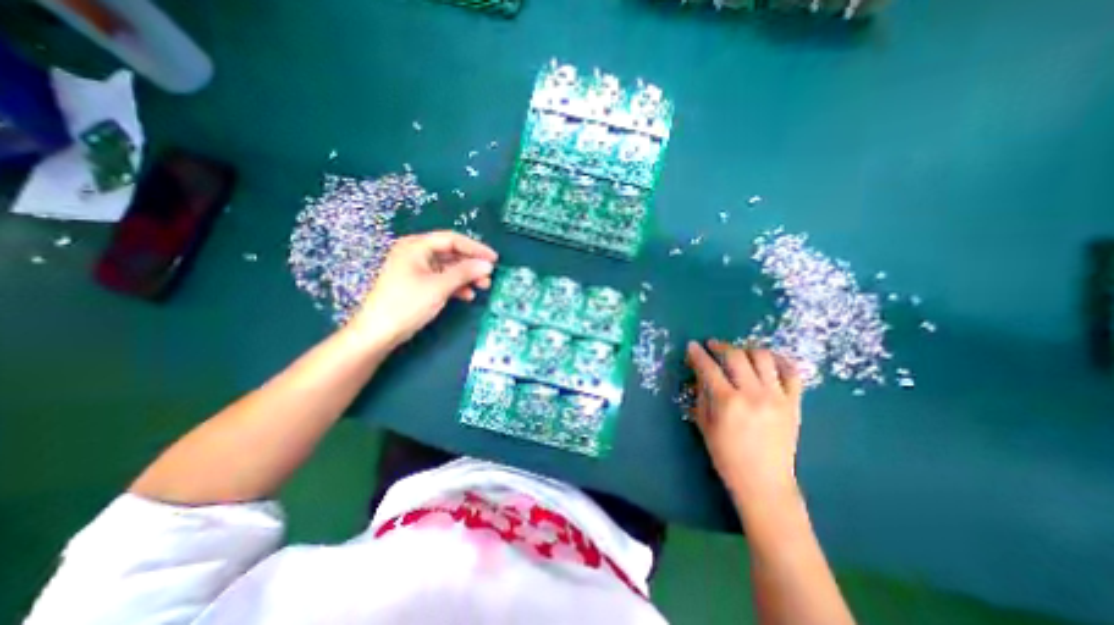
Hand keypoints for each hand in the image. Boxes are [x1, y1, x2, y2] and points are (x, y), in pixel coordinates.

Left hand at [349, 233, 497, 349]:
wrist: (378, 333)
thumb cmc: (407, 304)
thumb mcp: (439, 286)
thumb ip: (465, 272)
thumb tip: (488, 265)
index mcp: (416, 246)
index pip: (452, 240)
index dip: (475, 248)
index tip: (494, 259)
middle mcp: (416, 253)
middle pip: (451, 253)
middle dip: (471, 264)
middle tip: (489, 276)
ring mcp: (416, 268)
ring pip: (448, 267)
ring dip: (466, 276)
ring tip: (482, 287)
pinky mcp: (418, 283)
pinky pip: (442, 278)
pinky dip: (456, 285)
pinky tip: (467, 295)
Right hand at [685, 342, 805, 508]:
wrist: (764, 482)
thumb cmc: (727, 456)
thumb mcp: (704, 424)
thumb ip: (702, 394)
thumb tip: (700, 372)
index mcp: (727, 402)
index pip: (709, 368)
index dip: (697, 354)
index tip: (692, 346)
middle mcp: (753, 394)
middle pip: (735, 356)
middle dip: (720, 346)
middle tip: (712, 346)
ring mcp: (777, 397)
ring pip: (763, 357)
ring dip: (746, 349)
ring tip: (738, 354)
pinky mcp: (794, 403)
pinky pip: (791, 373)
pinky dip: (779, 361)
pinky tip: (768, 361)